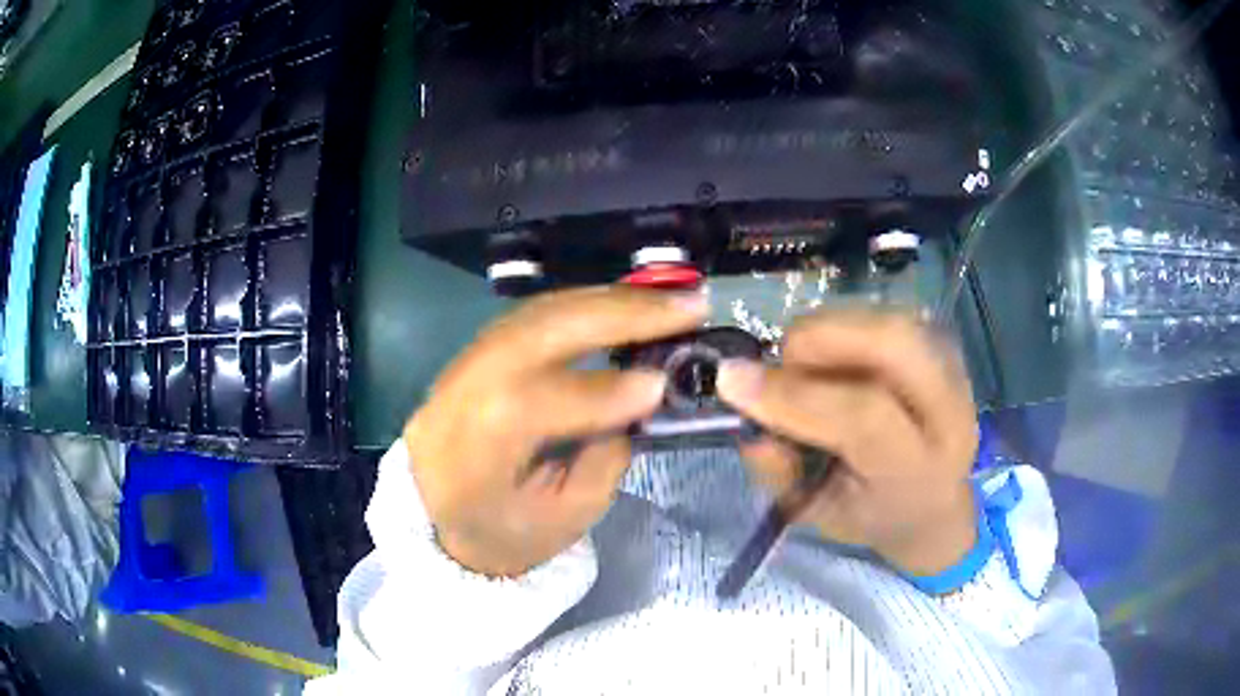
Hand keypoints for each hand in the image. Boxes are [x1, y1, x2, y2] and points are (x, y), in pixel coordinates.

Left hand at [404, 286, 708, 577]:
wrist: (446, 520)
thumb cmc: (512, 533)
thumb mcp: (567, 517)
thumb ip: (605, 453)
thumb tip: (646, 387)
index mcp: (465, 461)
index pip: (526, 409)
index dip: (595, 393)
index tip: (661, 384)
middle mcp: (451, 400)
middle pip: (529, 336)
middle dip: (615, 315)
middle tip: (687, 306)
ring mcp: (456, 368)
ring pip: (532, 314)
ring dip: (606, 301)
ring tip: (665, 301)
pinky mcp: (472, 352)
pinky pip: (530, 316)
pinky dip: (584, 305)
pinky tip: (624, 303)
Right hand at [717, 311, 979, 577]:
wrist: (936, 505)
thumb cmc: (872, 514)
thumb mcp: (817, 515)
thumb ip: (780, 471)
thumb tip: (747, 417)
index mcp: (918, 471)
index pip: (863, 418)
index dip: (794, 394)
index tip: (731, 380)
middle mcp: (949, 413)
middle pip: (893, 344)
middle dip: (821, 337)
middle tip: (783, 360)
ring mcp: (955, 372)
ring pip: (890, 320)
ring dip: (833, 330)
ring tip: (809, 366)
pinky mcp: (947, 348)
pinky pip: (890, 316)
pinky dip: (850, 328)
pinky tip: (837, 359)